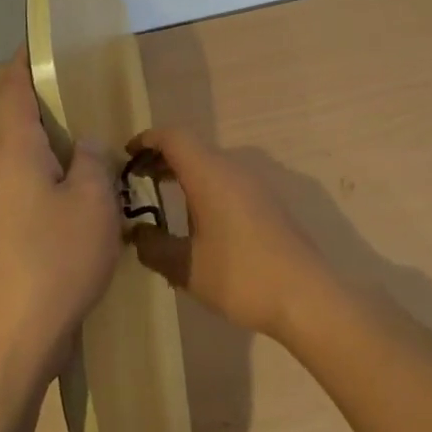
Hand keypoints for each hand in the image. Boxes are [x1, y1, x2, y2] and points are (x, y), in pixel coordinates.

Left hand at [0, 51, 120, 386]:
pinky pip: (28, 187)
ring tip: (95, 140)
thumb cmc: (54, 260)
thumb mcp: (92, 202)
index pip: (14, 89)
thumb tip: (84, 146)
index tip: (43, 39)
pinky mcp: (1, 235)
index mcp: (13, 150)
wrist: (8, 345)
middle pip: (19, 121)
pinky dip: (53, 176)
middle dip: (50, 103)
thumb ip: (93, 161)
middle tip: (89, 90)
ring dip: (56, 145)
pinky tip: (83, 193)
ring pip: (26, 157)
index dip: (26, 60)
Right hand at [127, 128, 327, 339]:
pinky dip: (203, 184)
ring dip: (184, 171)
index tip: (126, 155)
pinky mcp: (266, 200)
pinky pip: (226, 178)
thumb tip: (136, 235)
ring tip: (161, 195)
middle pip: (192, 147)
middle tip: (137, 178)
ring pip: (210, 163)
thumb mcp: (187, 268)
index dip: (147, 139)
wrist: (305, 295)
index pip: (173, 137)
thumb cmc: (240, 276)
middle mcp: (232, 168)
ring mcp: (253, 183)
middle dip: (162, 157)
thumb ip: (154, 248)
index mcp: (210, 173)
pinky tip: (195, 216)